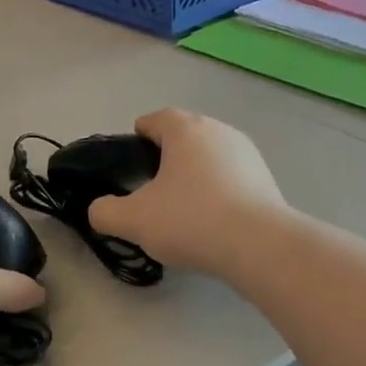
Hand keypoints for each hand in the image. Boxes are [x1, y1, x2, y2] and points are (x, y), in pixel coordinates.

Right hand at [87, 110, 285, 276]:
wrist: (259, 246)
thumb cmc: (190, 220)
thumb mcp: (133, 220)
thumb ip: (105, 212)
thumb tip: (99, 210)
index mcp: (186, 130)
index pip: (157, 119)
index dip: (140, 133)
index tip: (132, 153)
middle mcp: (219, 131)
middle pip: (186, 135)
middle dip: (169, 154)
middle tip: (152, 184)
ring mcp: (248, 154)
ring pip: (212, 156)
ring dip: (196, 172)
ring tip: (183, 203)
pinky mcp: (267, 180)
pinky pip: (233, 178)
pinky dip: (219, 190)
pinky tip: (212, 219)